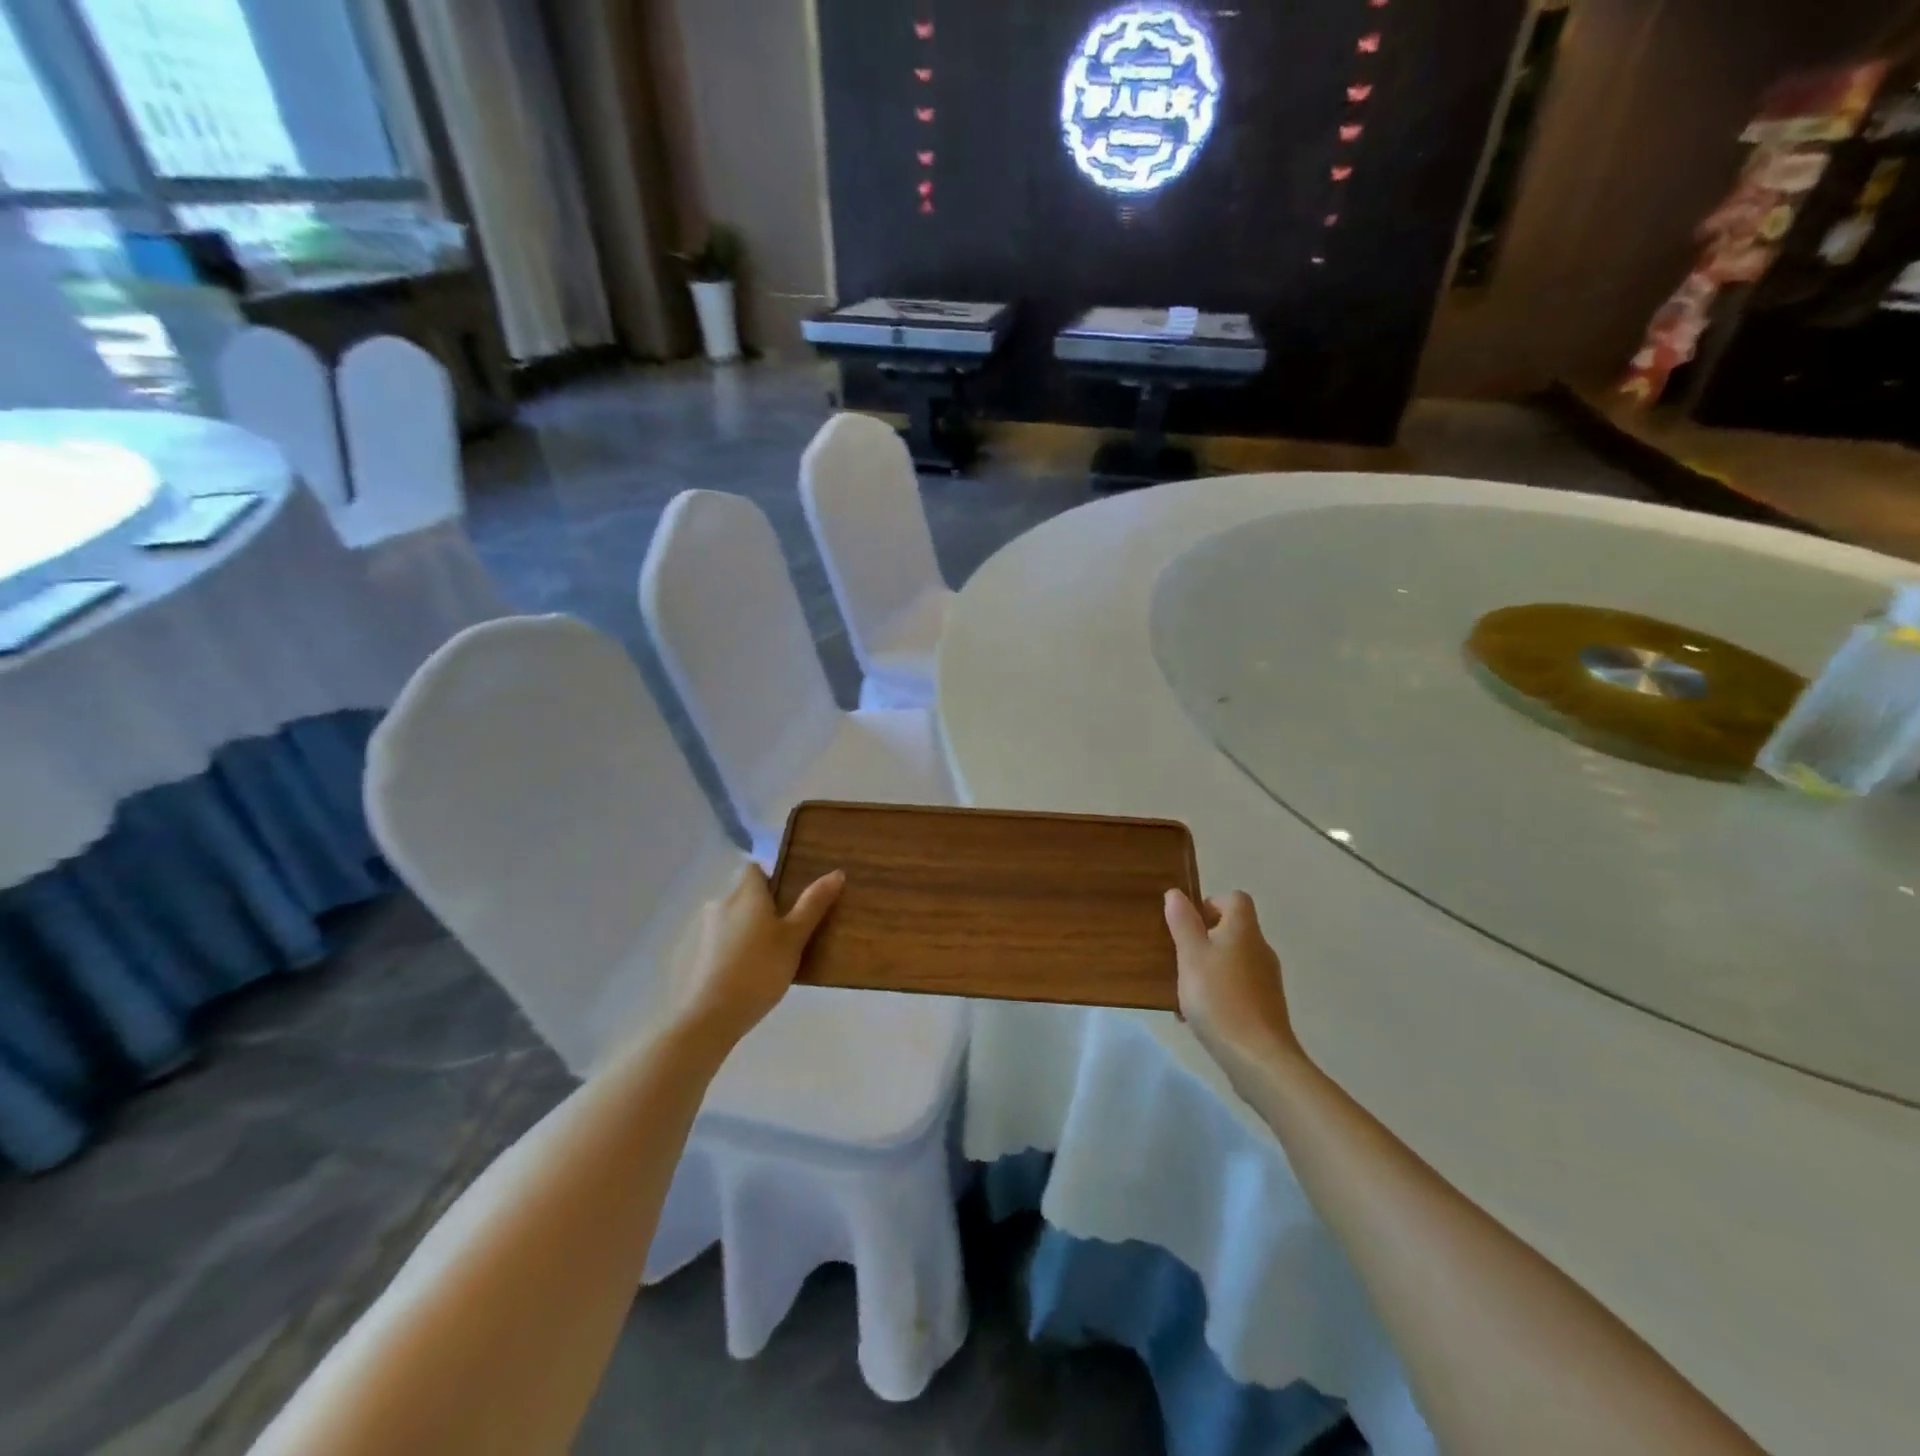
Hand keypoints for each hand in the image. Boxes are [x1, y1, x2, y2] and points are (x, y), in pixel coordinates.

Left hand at [671, 863, 844, 1053]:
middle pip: (744, 895)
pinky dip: (733, 948)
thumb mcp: (794, 938)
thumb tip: (836, 872)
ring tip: (769, 954)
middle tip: (786, 930)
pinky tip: (747, 972)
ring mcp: (704, 930)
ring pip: (732, 919)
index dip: (771, 877)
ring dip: (747, 929)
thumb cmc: (759, 969)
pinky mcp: (695, 954)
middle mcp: (721, 903)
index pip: (755, 869)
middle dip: (762, 907)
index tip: (789, 897)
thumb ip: (813, 904)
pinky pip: (721, 941)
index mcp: (746, 893)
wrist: (710, 1015)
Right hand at [1165, 889, 1303, 1082]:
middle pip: (1232, 931)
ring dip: (1207, 969)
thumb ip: (1183, 923)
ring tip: (1182, 991)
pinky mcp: (1266, 1008)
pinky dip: (1217, 994)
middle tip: (1178, 957)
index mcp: (1244, 931)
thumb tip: (1177, 894)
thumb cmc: (1219, 998)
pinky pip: (1236, 989)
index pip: (1235, 899)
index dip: (1211, 903)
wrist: (1258, 1058)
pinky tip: (1196, 1017)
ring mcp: (1266, 981)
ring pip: (1232, 962)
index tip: (1188, 923)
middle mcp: (1260, 950)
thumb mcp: (1191, 956)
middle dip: (1203, 940)